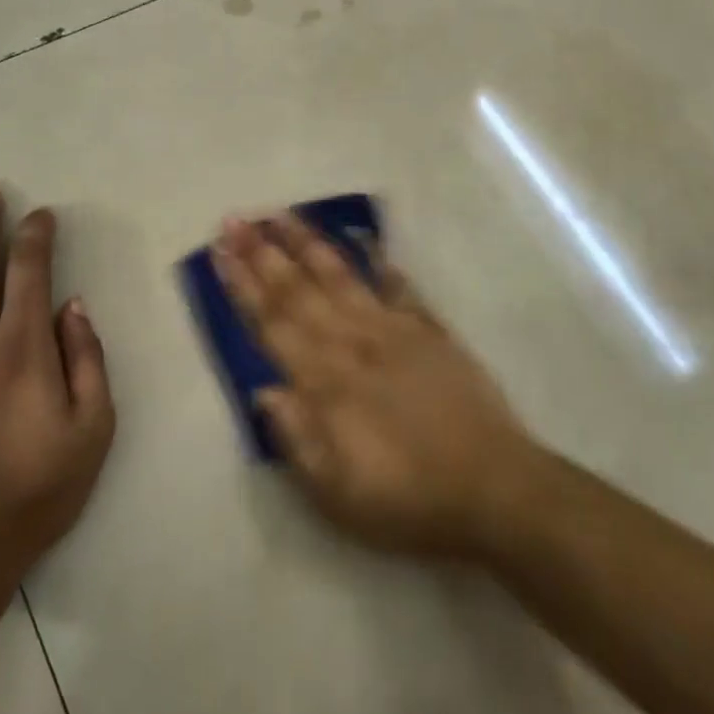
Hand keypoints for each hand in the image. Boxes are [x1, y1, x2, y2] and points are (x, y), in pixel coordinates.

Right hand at [215, 214, 535, 559]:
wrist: (492, 487)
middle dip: (262, 252)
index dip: (242, 286)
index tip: (220, 252)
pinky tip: (365, 240)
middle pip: (298, 289)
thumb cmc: (406, 498)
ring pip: (340, 275)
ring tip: (282, 215)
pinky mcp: (429, 328)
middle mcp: (352, 342)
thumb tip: (262, 389)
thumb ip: (296, 437)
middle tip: (236, 219)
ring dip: (308, 243)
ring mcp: (392, 328)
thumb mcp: (337, 492)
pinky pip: (398, 285)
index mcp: (325, 381)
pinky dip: (380, 261)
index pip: (272, 322)